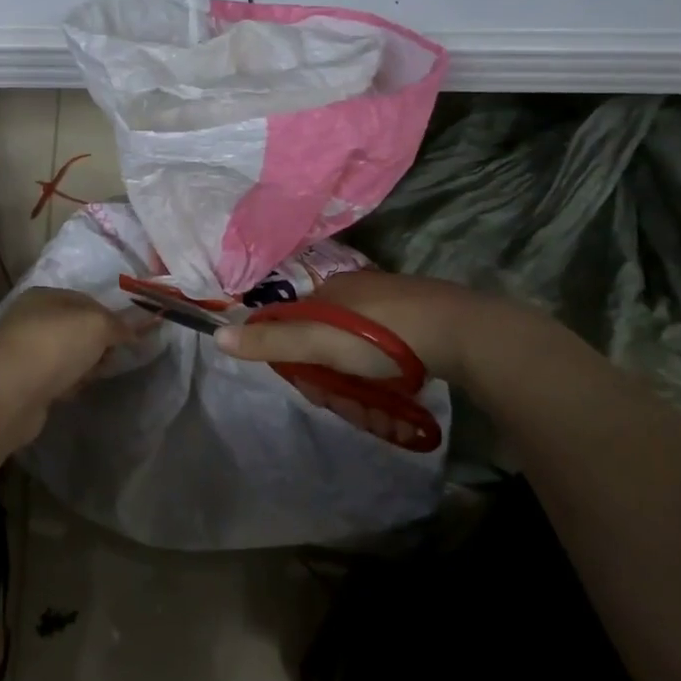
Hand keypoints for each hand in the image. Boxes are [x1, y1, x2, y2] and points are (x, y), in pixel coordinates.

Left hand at [0, 288, 147, 400]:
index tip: (127, 337)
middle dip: (97, 345)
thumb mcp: (96, 325)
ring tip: (89, 378)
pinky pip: (54, 379)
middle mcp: (30, 319)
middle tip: (109, 359)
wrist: (11, 392)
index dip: (110, 318)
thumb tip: (132, 331)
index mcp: (44, 296)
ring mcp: (24, 351)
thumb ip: (118, 325)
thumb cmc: (55, 345)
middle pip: (76, 330)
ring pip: (66, 356)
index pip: (86, 301)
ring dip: (82, 367)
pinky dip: (65, 385)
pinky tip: (69, 392)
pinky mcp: (22, 382)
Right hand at [214, 270, 486, 388]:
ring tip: (372, 392)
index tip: (310, 383)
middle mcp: (359, 286)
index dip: (294, 353)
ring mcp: (395, 297)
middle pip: (326, 329)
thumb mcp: (319, 343)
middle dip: (328, 363)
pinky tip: (399, 373)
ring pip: (359, 334)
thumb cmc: (383, 337)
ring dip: (357, 363)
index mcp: (330, 289)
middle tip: (344, 394)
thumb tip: (217, 336)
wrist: (463, 333)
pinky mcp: (424, 312)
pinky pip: (390, 336)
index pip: (294, 320)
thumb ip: (272, 342)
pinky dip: (386, 357)